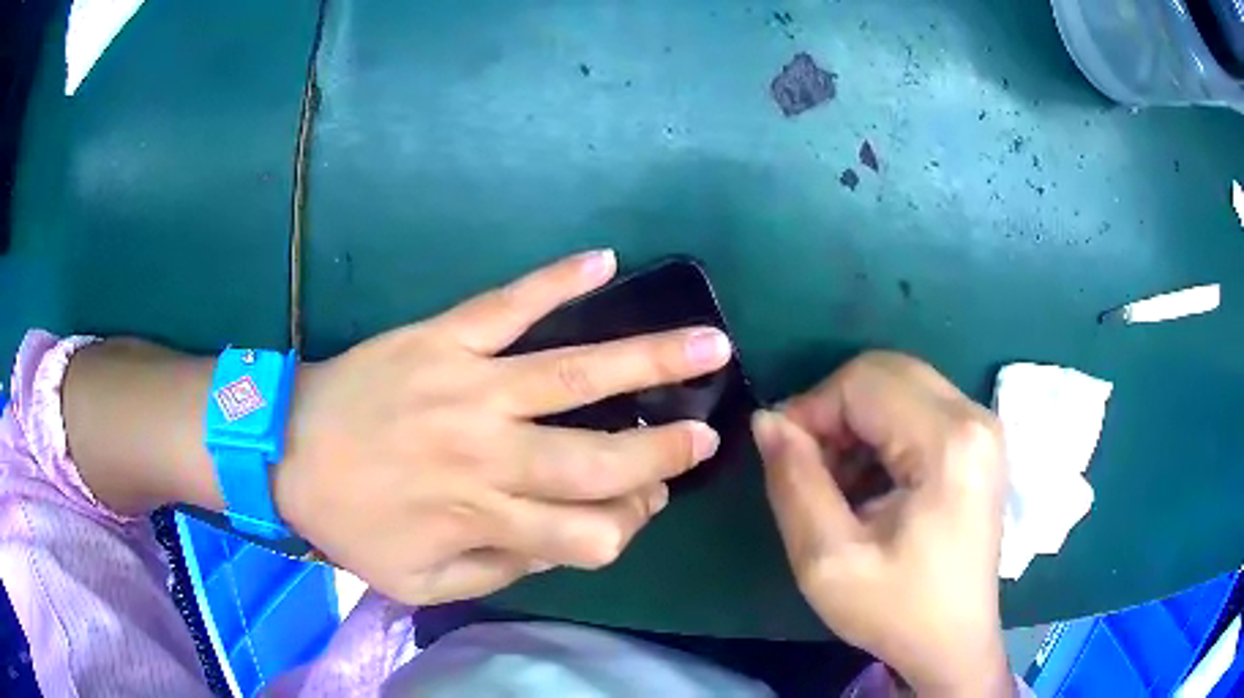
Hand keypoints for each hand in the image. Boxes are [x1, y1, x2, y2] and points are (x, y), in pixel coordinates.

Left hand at [274, 251, 731, 605]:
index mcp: (483, 518)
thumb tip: (560, 546)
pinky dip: (557, 281)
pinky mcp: (444, 337)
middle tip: (707, 435)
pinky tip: (604, 260)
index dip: (627, 526)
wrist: (285, 450)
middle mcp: (489, 454)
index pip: (589, 534)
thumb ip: (496, 573)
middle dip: (663, 454)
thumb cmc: (350, 522)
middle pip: (598, 461)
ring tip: (708, 344)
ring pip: (575, 374)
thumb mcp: (419, 582)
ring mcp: (469, 386)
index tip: (641, 507)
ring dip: (649, 360)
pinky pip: (508, 304)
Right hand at [753, 352, 1009, 695]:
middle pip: (884, 373)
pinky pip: (917, 408)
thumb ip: (793, 483)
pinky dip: (880, 433)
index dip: (810, 408)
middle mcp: (973, 416)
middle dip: (833, 411)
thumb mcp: (828, 560)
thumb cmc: (896, 611)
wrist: (955, 643)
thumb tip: (767, 421)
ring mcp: (982, 426)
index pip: (862, 382)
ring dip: (855, 423)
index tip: (782, 456)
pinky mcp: (979, 442)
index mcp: (948, 441)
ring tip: (836, 483)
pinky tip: (868, 483)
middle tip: (807, 467)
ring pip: (899, 386)